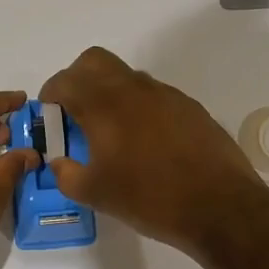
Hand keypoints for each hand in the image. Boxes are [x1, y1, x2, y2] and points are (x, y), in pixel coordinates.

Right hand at [40, 47, 261, 251]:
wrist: (220, 206)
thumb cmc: (149, 198)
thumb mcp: (95, 194)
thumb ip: (67, 174)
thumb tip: (59, 163)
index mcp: (104, 105)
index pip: (66, 80)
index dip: (50, 95)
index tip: (49, 115)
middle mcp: (134, 89)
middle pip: (95, 61)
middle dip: (77, 80)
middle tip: (74, 112)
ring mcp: (166, 95)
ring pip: (126, 77)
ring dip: (109, 93)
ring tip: (110, 133)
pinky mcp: (190, 108)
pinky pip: (153, 95)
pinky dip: (138, 108)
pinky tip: (145, 143)